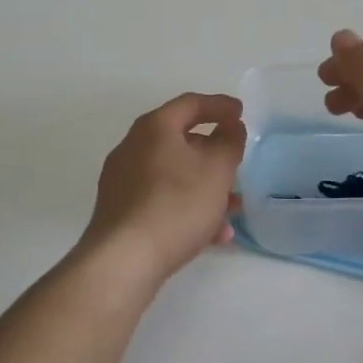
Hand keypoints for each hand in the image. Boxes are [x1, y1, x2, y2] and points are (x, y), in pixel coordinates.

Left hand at [79, 93, 246, 287]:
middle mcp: (132, 147)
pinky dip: (188, 208)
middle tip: (236, 161)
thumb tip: (230, 127)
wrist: (124, 259)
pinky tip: (213, 234)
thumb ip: (229, 143)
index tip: (241, 113)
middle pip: (180, 139)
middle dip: (213, 152)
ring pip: (173, 174)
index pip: (190, 103)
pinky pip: (162, 199)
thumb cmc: (176, 205)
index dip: (220, 105)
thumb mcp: (216, 170)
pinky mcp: (121, 211)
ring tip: (233, 207)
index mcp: (154, 128)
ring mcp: (123, 180)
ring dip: (205, 186)